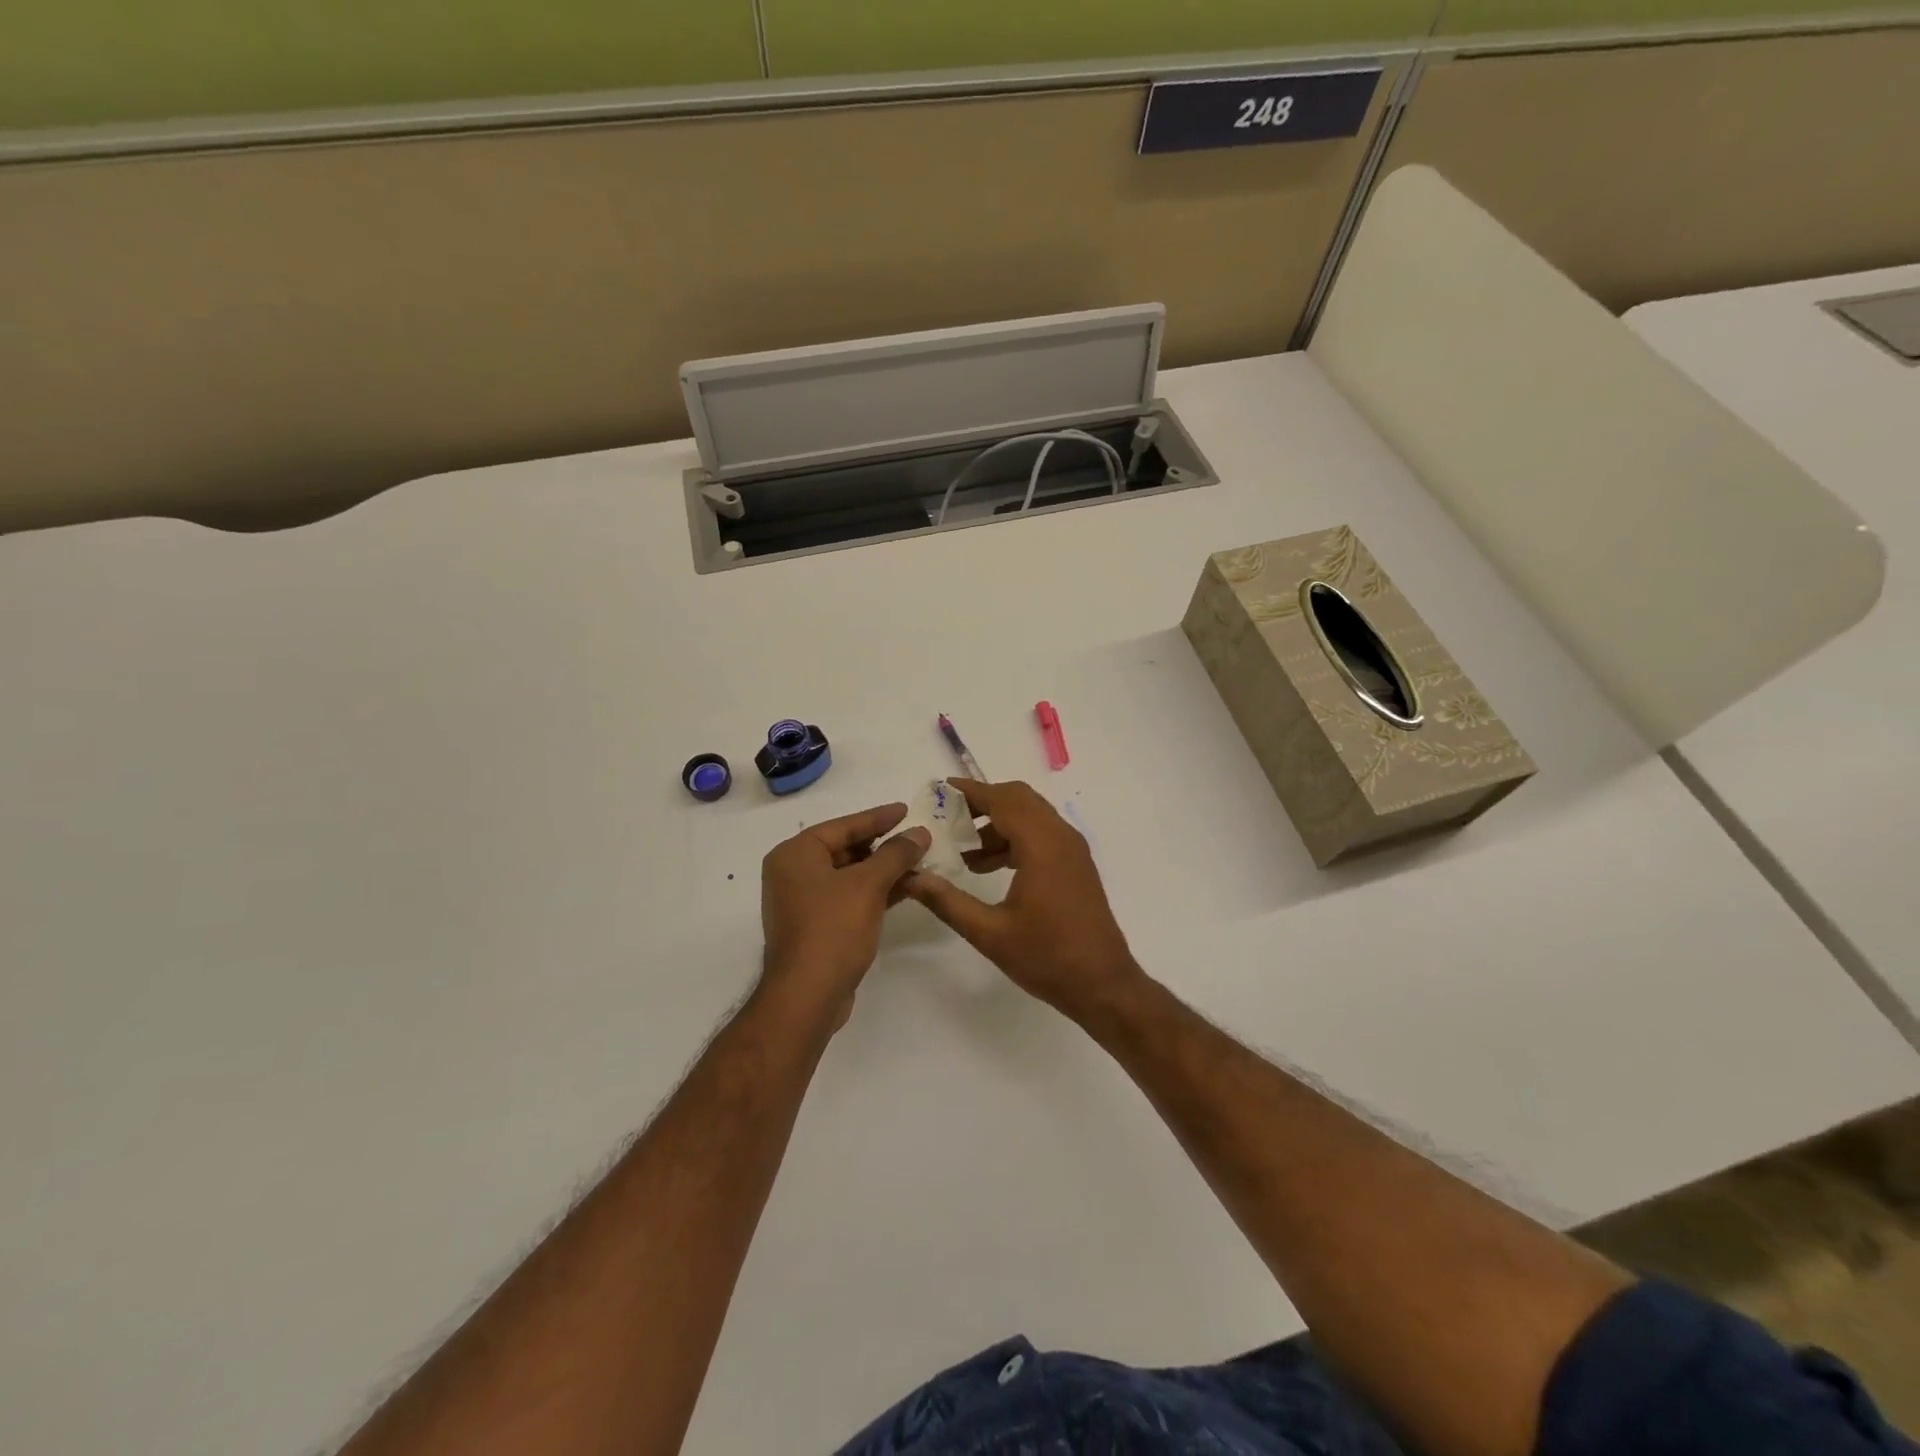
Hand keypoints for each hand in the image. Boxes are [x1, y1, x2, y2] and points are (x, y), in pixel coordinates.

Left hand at [760, 804, 929, 1029]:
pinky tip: (905, 890)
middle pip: (845, 848)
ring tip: (918, 862)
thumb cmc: (833, 929)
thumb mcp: (869, 885)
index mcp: (795, 854)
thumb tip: (919, 833)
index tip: (906, 810)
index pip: (843, 825)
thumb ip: (896, 854)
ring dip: (882, 870)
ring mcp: (802, 902)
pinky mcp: (815, 926)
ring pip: (849, 875)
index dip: (878, 818)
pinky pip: (847, 897)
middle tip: (915, 838)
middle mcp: (793, 873)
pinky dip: (874, 892)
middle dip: (882, 846)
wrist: (807, 996)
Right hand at [903, 779, 1145, 1021]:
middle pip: (1019, 799)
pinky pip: (1042, 833)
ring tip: (965, 853)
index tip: (941, 790)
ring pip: (1031, 815)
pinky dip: (1015, 837)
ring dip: (998, 823)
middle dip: (984, 803)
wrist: (1103, 984)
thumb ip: (948, 901)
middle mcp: (1061, 837)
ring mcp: (1072, 849)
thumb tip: (911, 878)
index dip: (971, 792)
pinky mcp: (1076, 864)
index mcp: (1041, 846)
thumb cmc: (1047, 958)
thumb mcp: (989, 934)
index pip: (1002, 800)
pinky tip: (990, 867)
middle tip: (949, 819)